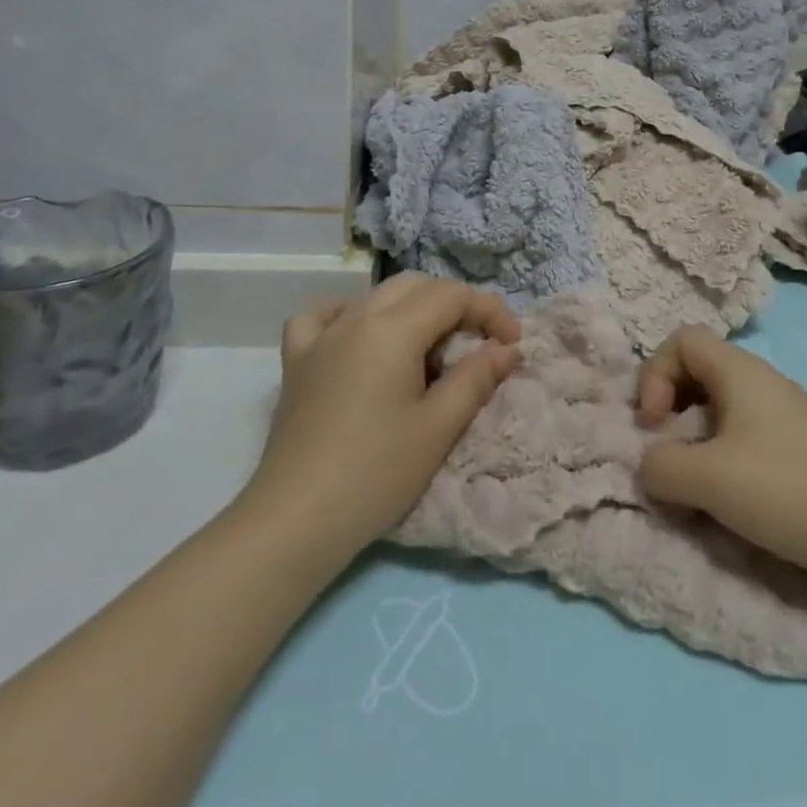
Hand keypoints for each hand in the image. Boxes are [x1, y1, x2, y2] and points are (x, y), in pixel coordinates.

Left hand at [240, 273, 520, 566]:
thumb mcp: (438, 428)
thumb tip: (507, 349)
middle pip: (418, 286)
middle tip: (475, 346)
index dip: (490, 312)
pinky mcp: (297, 360)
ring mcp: (322, 336)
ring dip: (412, 308)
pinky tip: (358, 336)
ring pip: (376, 295)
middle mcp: (357, 317)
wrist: (295, 520)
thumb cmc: (375, 474)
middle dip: (455, 306)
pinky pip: (324, 315)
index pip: (453, 296)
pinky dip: (349, 314)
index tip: (511, 345)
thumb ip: (476, 378)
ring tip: (427, 349)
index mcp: (393, 329)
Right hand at [636, 329, 806, 593]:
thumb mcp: (708, 478)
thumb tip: (649, 463)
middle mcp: (761, 381)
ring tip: (693, 481)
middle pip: (698, 371)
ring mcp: (783, 413)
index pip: (681, 341)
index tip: (654, 423)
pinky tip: (728, 496)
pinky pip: (743, 433)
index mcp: (739, 370)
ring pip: (719, 406)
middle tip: (665, 449)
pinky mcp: (798, 447)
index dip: (655, 374)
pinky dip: (721, 455)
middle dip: (670, 407)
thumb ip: (660, 465)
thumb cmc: (786, 490)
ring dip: (694, 437)